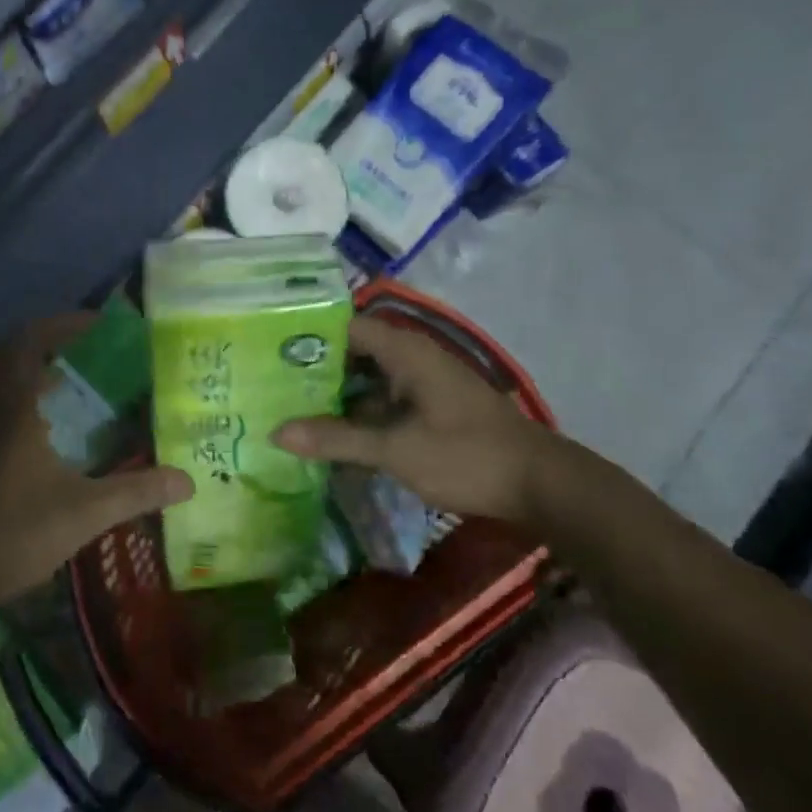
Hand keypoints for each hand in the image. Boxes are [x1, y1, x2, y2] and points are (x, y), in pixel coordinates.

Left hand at [0, 314, 192, 624]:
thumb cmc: (9, 534)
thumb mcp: (82, 514)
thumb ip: (136, 492)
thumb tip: (188, 481)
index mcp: (13, 406)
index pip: (30, 340)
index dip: (64, 324)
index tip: (101, 325)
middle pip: (11, 349)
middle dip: (50, 339)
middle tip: (91, 348)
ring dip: (32, 365)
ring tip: (77, 379)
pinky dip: (20, 392)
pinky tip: (48, 422)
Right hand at [272, 316, 561, 524]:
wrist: (542, 485)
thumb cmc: (466, 456)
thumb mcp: (396, 450)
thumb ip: (336, 439)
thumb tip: (277, 433)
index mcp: (405, 351)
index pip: (344, 326)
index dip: (307, 335)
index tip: (268, 350)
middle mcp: (413, 358)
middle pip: (353, 352)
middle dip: (315, 369)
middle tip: (270, 383)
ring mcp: (424, 383)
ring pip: (369, 379)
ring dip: (337, 394)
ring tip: (289, 407)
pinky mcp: (432, 408)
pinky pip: (385, 400)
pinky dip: (360, 412)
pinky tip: (333, 435)